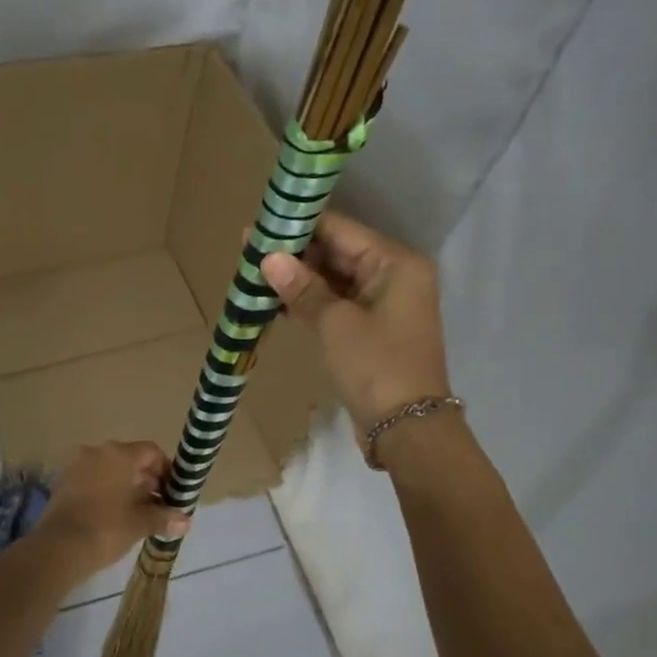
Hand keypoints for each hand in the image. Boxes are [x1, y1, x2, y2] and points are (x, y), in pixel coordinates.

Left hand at [39, 441, 191, 572]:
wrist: (58, 549)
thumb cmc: (106, 528)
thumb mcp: (140, 523)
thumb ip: (164, 517)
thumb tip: (185, 521)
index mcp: (119, 454)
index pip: (151, 452)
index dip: (166, 470)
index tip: (173, 491)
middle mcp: (96, 452)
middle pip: (130, 459)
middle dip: (147, 480)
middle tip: (159, 504)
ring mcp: (76, 466)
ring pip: (109, 470)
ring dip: (126, 486)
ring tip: (138, 512)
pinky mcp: (62, 483)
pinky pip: (92, 480)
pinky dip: (106, 491)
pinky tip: (114, 514)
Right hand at [262, 211, 451, 433]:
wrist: (407, 429)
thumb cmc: (376, 366)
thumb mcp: (336, 324)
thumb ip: (303, 288)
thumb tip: (269, 259)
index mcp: (396, 263)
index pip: (341, 230)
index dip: (299, 227)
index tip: (260, 227)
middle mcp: (394, 277)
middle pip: (338, 253)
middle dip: (296, 254)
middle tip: (249, 252)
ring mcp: (383, 305)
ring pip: (334, 280)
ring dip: (299, 280)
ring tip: (254, 274)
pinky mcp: (371, 331)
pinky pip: (336, 305)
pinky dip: (310, 303)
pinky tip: (274, 301)